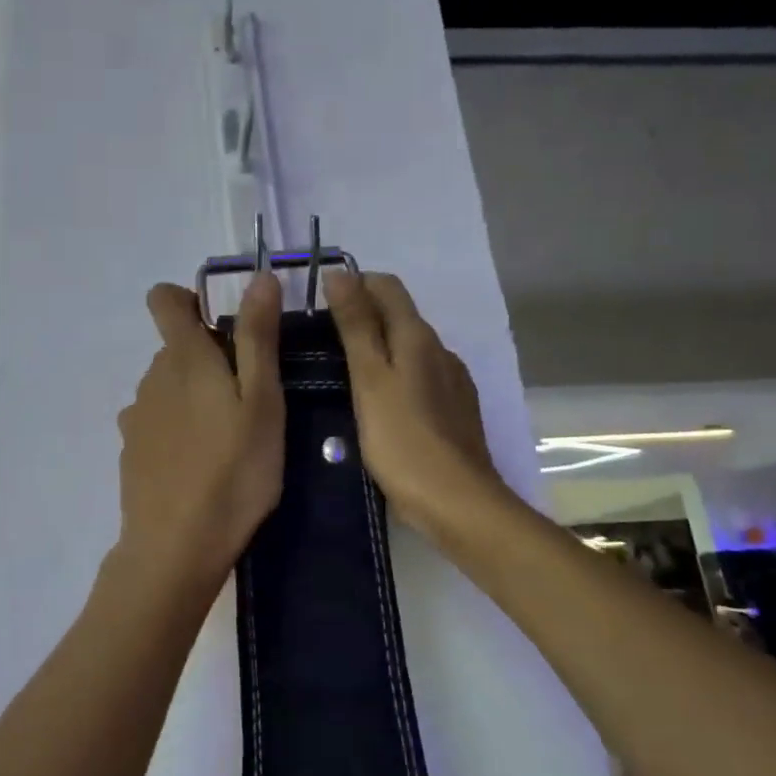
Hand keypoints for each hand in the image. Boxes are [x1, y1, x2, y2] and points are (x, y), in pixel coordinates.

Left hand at [115, 275, 284, 590]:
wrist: (176, 547)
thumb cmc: (234, 471)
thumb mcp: (262, 402)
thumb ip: (258, 338)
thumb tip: (259, 277)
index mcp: (183, 358)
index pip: (164, 299)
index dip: (191, 301)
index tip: (225, 327)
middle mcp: (151, 378)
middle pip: (176, 348)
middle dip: (209, 359)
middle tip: (250, 399)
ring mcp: (136, 417)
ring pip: (168, 387)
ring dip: (194, 397)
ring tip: (229, 438)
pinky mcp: (131, 452)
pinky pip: (157, 423)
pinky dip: (178, 430)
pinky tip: (200, 465)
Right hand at [324, 271, 509, 541]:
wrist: (457, 502)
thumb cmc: (403, 440)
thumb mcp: (370, 379)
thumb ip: (356, 326)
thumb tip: (341, 274)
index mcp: (418, 337)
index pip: (387, 287)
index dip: (354, 284)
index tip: (319, 303)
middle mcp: (440, 351)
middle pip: (399, 316)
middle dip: (362, 316)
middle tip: (320, 339)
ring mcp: (452, 382)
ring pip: (409, 349)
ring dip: (378, 348)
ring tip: (342, 371)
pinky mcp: (454, 411)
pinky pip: (419, 378)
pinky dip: (395, 376)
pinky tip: (377, 403)